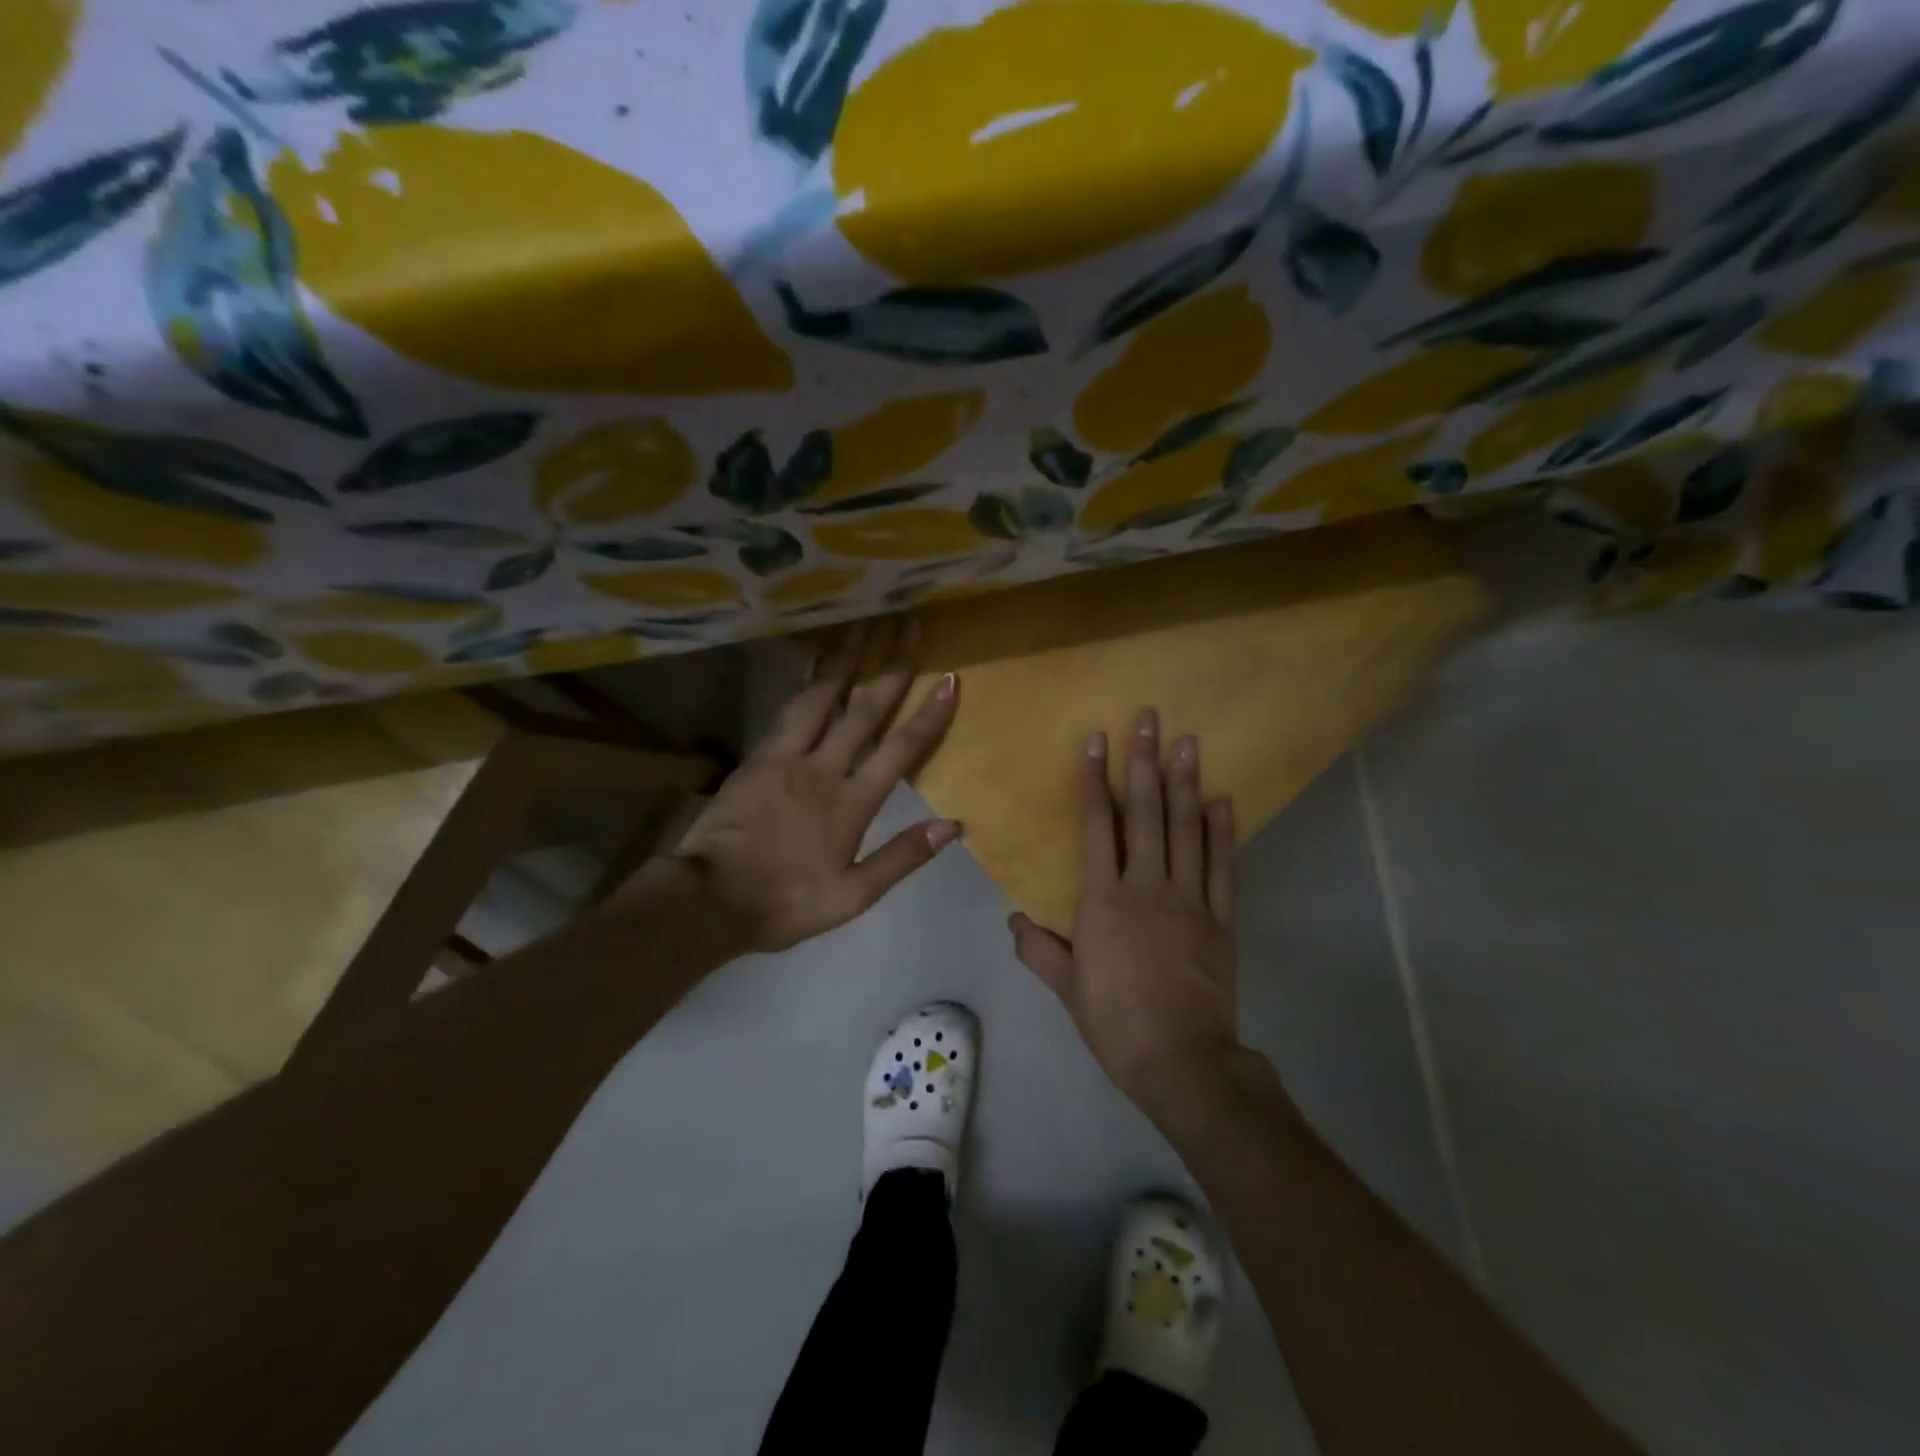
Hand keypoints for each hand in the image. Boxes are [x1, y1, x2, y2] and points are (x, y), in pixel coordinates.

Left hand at [665, 619, 959, 954]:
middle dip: (891, 665)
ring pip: (823, 697)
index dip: (928, 714)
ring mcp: (787, 757)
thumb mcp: (852, 896)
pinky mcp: (758, 755)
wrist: (709, 899)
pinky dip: (807, 682)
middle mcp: (824, 768)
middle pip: (864, 708)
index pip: (900, 749)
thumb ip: (902, 857)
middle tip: (908, 624)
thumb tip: (953, 826)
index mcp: (852, 803)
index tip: (950, 678)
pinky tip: (815, 666)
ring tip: (862, 624)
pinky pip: (789, 709)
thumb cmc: (786, 902)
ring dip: (846, 658)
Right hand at [1009, 709, 1239, 1115]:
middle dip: (1144, 762)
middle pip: (1144, 813)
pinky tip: (1222, 800)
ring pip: (1186, 829)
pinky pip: (1223, 866)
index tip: (1096, 739)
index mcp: (1103, 900)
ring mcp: (1189, 899)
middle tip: (1150, 718)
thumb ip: (1039, 950)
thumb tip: (1013, 921)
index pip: (1095, 826)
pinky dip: (1222, 831)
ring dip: (1185, 783)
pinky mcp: (1221, 918)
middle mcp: (1146, 886)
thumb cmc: (1116, 1023)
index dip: (1093, 780)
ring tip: (1188, 741)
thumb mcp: (1068, 989)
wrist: (1182, 1060)